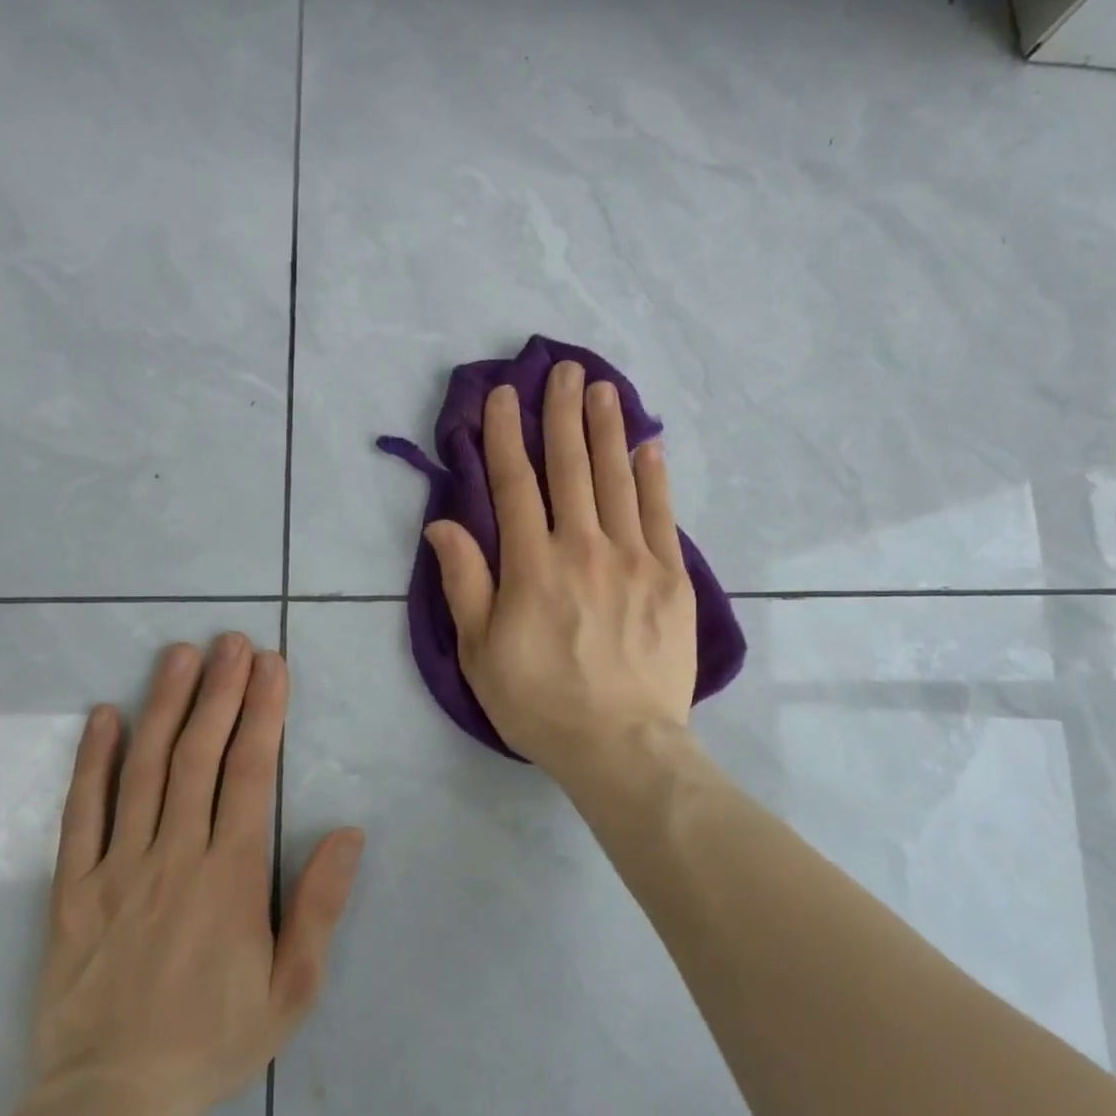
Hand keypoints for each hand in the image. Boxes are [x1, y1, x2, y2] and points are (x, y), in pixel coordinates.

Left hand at [33, 635, 364, 1115]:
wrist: (110, 1102)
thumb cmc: (215, 1038)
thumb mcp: (293, 988)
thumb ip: (320, 905)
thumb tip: (349, 832)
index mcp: (230, 873)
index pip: (251, 771)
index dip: (263, 712)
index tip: (271, 665)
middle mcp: (174, 855)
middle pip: (199, 755)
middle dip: (219, 691)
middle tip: (230, 641)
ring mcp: (117, 868)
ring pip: (144, 770)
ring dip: (164, 706)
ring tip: (179, 655)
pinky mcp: (72, 890)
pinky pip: (81, 814)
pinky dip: (92, 762)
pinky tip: (104, 717)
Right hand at [423, 360, 697, 782]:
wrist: (623, 746)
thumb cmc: (541, 703)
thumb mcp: (481, 653)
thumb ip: (464, 583)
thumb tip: (443, 523)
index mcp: (532, 565)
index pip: (515, 483)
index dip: (506, 435)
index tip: (505, 396)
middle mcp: (583, 548)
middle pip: (570, 467)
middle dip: (562, 414)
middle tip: (563, 369)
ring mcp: (634, 559)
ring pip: (617, 479)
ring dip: (607, 429)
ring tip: (602, 389)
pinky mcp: (672, 578)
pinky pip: (662, 515)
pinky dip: (654, 476)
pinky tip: (649, 446)